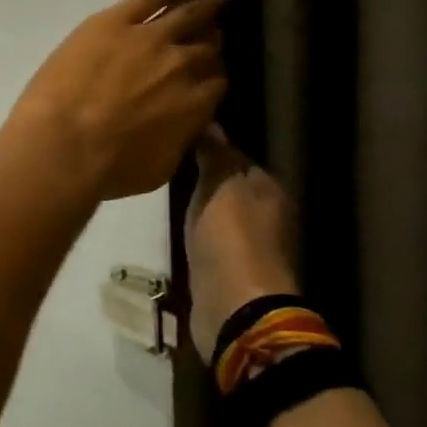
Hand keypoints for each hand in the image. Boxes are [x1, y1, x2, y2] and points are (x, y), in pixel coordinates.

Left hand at [2, 0, 235, 201]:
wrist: (64, 146)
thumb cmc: (107, 169)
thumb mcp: (157, 168)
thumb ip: (177, 141)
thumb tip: (185, 131)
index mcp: (197, 104)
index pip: (214, 83)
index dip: (209, 78)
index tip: (205, 75)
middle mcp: (184, 65)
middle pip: (205, 46)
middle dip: (210, 40)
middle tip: (215, 29)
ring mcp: (152, 38)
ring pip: (190, 11)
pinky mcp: (117, 21)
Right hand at [183, 128, 299, 362]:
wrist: (234, 306)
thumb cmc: (231, 237)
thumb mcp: (220, 183)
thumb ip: (214, 152)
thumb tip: (208, 121)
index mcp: (267, 187)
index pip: (234, 154)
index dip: (208, 143)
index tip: (174, 134)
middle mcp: (262, 212)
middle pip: (226, 182)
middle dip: (200, 172)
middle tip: (161, 158)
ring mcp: (244, 242)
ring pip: (215, 208)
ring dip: (194, 200)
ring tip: (160, 184)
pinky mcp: (225, 265)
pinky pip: (206, 233)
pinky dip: (192, 225)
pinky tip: (171, 217)